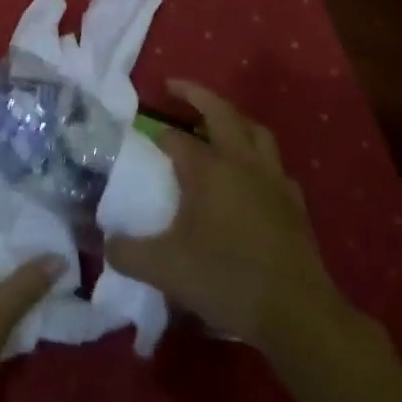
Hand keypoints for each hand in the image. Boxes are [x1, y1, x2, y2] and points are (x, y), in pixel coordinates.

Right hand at [107, 81, 354, 355]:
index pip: (175, 138)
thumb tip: (106, 244)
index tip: (140, 141)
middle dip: (195, 94)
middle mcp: (242, 162)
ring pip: (255, 131)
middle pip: (221, 111)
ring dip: (233, 119)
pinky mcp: (294, 203)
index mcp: (210, 169)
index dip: (155, 135)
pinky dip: (258, 158)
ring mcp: (274, 180)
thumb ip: (127, 253)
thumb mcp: (164, 269)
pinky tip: (250, 177)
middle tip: (173, 87)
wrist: (296, 313)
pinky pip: (274, 166)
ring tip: (215, 124)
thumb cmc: (226, 279)